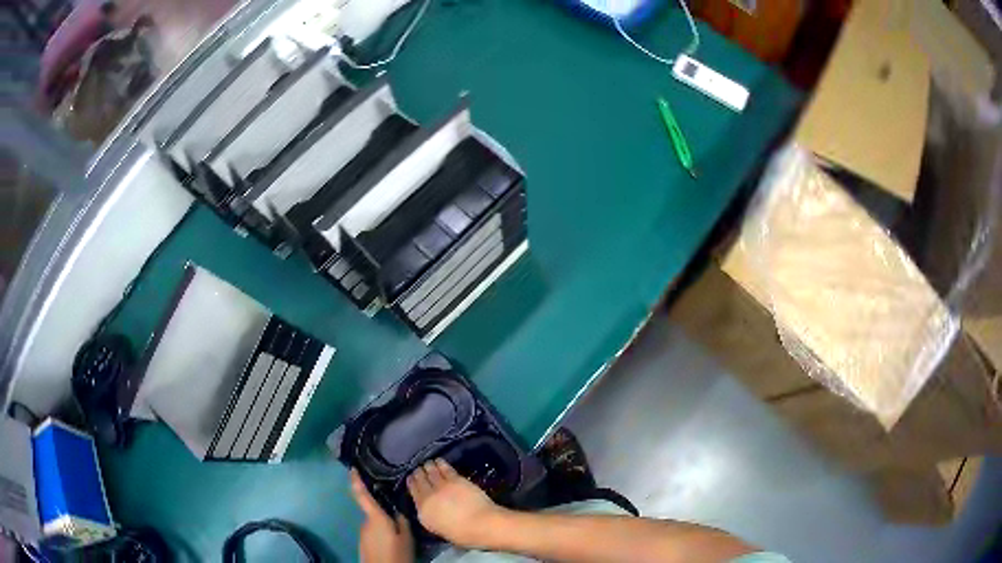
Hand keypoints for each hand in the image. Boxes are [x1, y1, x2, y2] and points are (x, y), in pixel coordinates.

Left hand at [351, 469, 413, 562]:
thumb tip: (397, 508)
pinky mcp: (363, 542)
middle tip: (398, 515)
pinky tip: (392, 542)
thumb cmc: (396, 554)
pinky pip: (373, 532)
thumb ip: (402, 520)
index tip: (352, 468)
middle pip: (373, 511)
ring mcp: (362, 533)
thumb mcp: (406, 537)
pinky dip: (381, 533)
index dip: (356, 480)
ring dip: (383, 525)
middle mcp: (365, 522)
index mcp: (375, 517)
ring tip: (398, 533)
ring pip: (374, 523)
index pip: (362, 495)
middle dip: (383, 511)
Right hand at [407, 459, 508, 547]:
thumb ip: (432, 516)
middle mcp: (428, 497)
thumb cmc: (463, 534)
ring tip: (427, 463)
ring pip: (431, 472)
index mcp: (423, 513)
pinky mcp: (455, 480)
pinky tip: (439, 461)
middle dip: (418, 473)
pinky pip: (444, 469)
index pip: (413, 494)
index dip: (411, 484)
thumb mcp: (439, 529)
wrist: (481, 524)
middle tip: (418, 469)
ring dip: (428, 467)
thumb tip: (432, 509)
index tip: (411, 478)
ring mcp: (441, 487)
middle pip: (420, 481)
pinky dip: (440, 463)